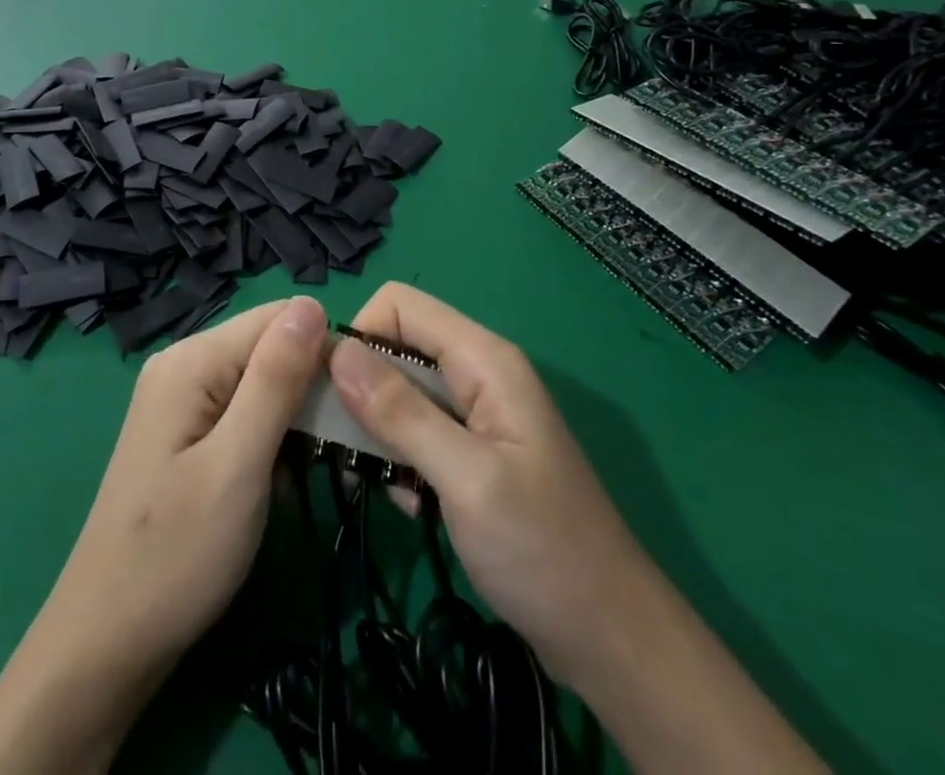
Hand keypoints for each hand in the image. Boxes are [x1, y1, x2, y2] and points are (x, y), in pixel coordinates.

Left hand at [0, 295, 327, 773]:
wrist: (107, 640)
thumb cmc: (177, 554)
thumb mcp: (238, 464)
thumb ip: (276, 379)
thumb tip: (312, 304)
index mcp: (194, 358)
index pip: (281, 318)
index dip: (324, 354)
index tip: (353, 410)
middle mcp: (183, 362)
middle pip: (270, 347)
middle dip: (309, 390)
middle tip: (337, 452)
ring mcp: (179, 396)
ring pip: (261, 381)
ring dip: (294, 419)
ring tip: (313, 470)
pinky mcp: (183, 429)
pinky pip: (242, 410)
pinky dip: (269, 438)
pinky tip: (279, 480)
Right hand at [328, 281, 634, 684]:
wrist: (611, 639)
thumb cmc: (542, 550)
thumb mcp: (466, 478)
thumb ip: (400, 411)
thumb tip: (335, 351)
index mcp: (484, 359)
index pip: (400, 305)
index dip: (361, 336)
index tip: (334, 394)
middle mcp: (477, 372)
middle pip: (396, 345)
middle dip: (362, 388)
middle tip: (345, 447)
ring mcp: (476, 412)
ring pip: (400, 390)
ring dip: (379, 431)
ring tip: (382, 484)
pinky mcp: (471, 450)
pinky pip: (415, 430)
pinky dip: (400, 459)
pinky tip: (410, 505)